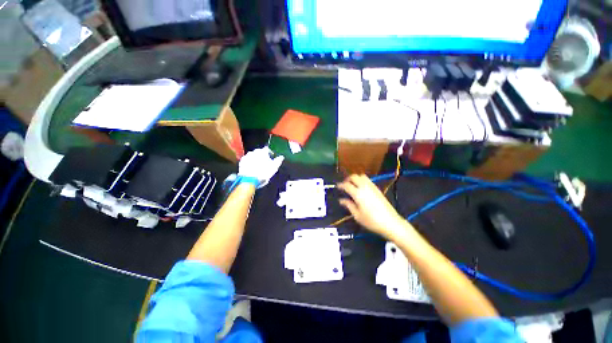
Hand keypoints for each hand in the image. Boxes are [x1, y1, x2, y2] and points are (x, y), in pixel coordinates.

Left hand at [238, 147, 283, 187]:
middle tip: (265, 164)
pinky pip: (247, 160)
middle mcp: (254, 151)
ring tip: (258, 167)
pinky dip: (250, 163)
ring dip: (256, 159)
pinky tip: (252, 169)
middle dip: (263, 157)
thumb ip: (278, 160)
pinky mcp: (241, 162)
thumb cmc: (263, 173)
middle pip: (260, 152)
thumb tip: (281, 157)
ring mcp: (247, 156)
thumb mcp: (274, 167)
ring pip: (253, 156)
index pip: (267, 149)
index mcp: (262, 151)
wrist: (249, 180)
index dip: (270, 154)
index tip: (272, 159)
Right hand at [337, 175, 408, 239]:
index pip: (346, 185)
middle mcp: (365, 187)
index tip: (337, 187)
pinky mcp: (377, 189)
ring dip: (355, 178)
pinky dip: (362, 180)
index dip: (340, 185)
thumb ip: (348, 205)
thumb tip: (341, 200)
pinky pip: (368, 180)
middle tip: (344, 185)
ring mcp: (372, 187)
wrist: (391, 223)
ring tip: (352, 185)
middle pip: (354, 177)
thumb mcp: (357, 215)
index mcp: (358, 194)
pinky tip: (361, 188)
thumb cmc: (372, 221)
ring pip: (362, 176)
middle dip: (348, 179)